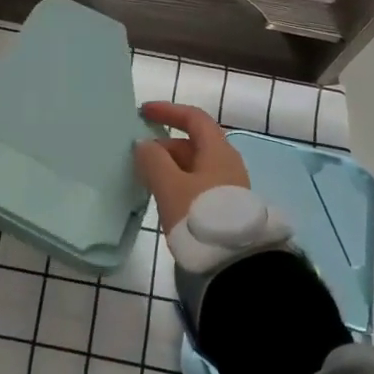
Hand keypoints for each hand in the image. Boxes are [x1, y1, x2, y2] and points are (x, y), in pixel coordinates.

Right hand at [133, 102, 249, 230]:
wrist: (235, 262)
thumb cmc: (199, 214)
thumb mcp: (169, 185)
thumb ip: (153, 160)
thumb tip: (144, 145)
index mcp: (217, 150)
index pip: (194, 118)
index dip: (168, 111)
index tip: (144, 112)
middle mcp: (227, 163)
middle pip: (194, 143)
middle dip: (164, 145)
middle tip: (139, 157)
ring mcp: (229, 186)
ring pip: (194, 166)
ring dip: (170, 166)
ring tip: (146, 179)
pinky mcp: (225, 207)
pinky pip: (198, 184)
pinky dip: (178, 182)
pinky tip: (164, 198)